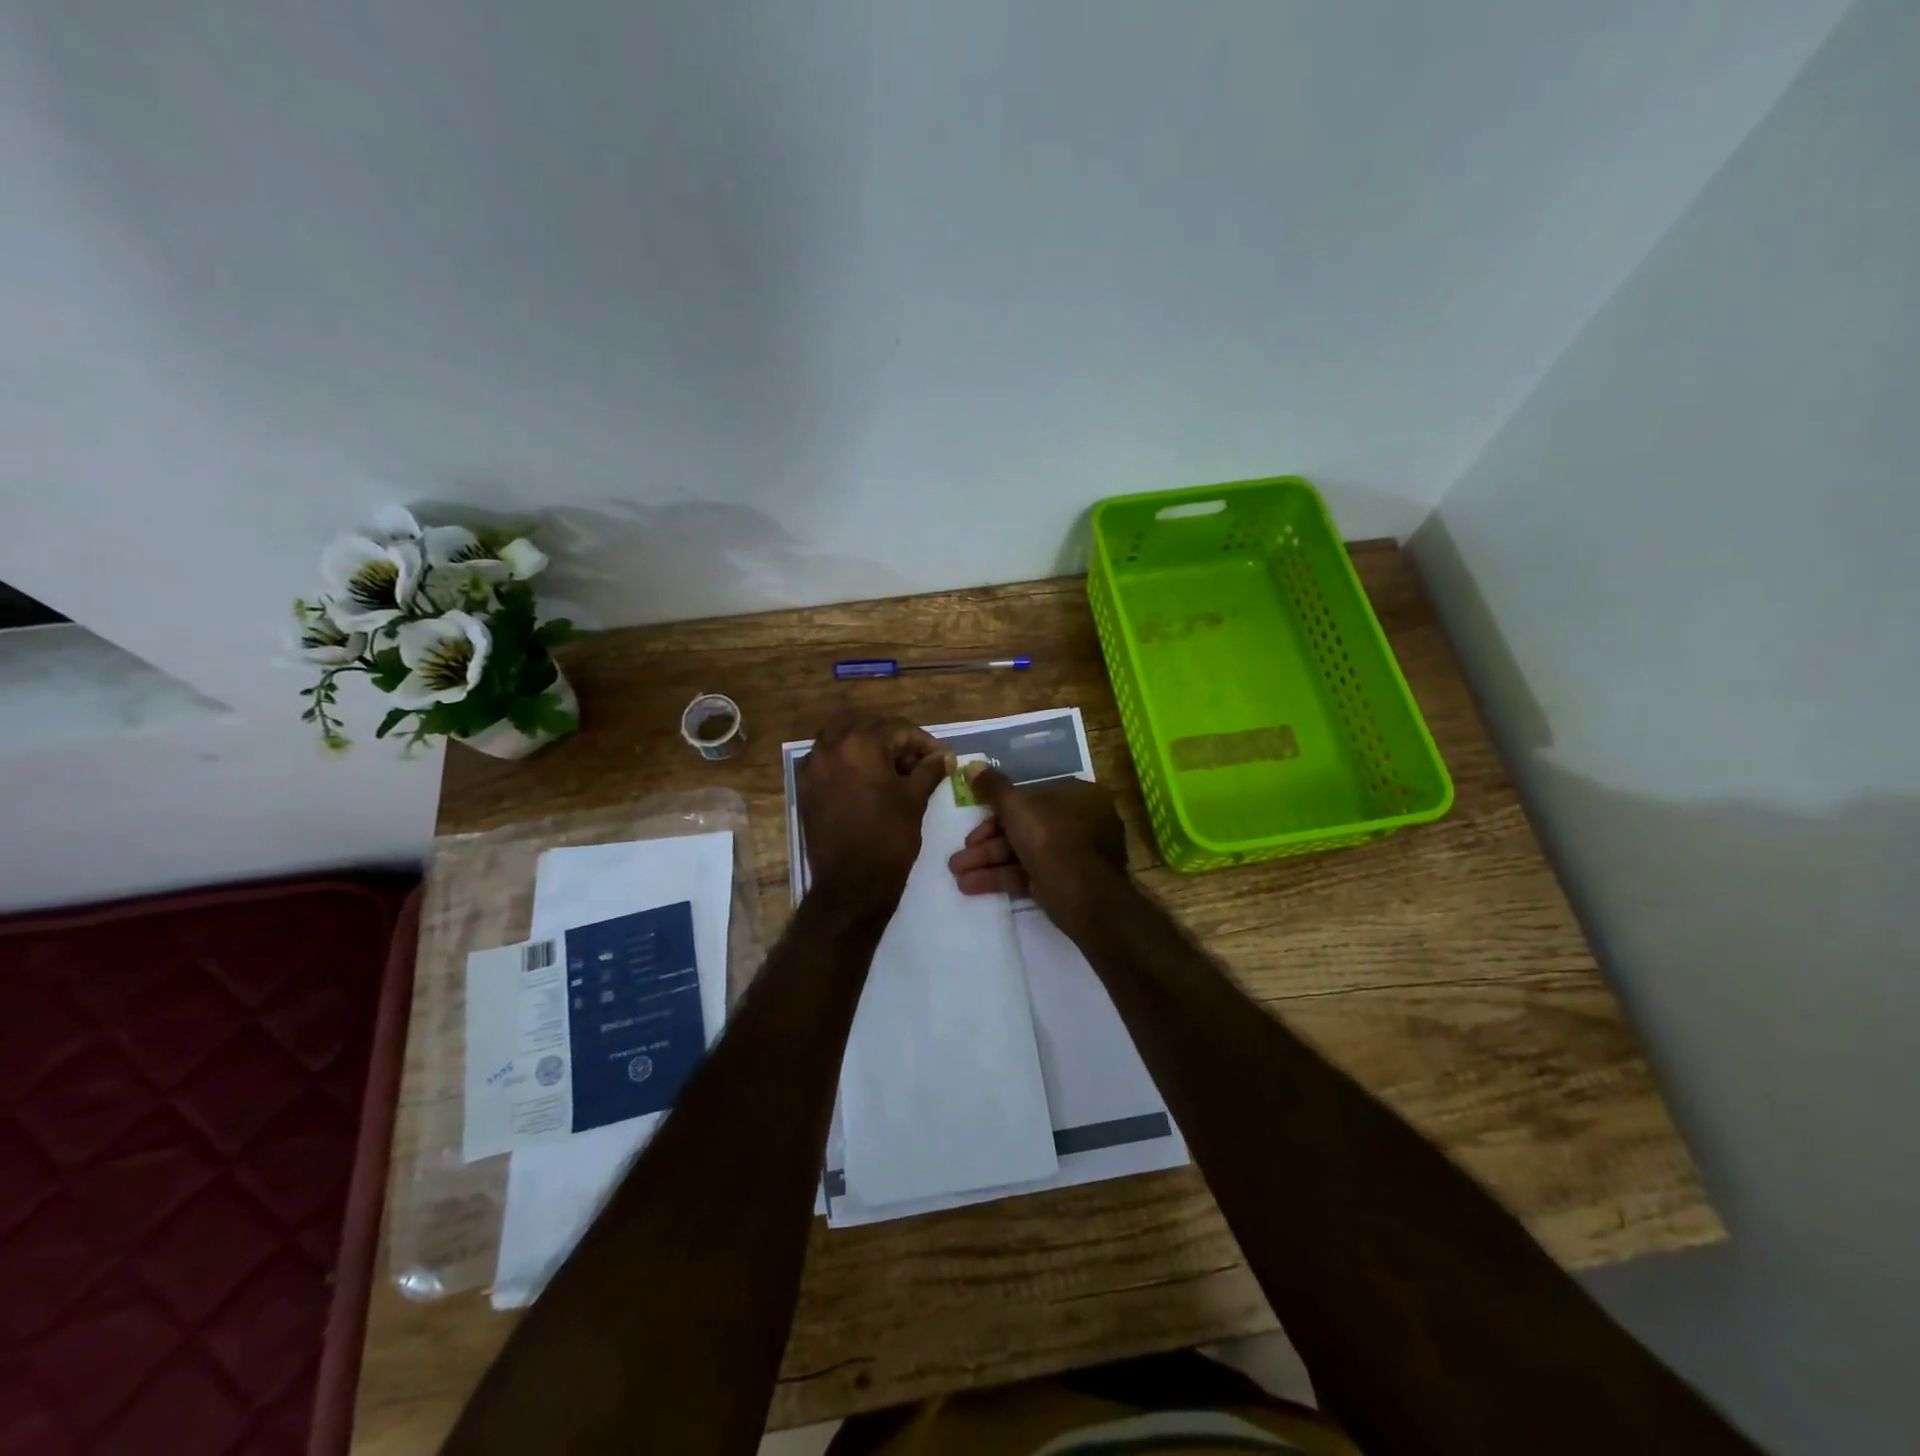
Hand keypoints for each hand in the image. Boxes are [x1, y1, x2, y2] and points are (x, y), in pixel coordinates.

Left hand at [798, 713, 949, 908]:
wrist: (851, 884)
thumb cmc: (889, 838)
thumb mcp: (914, 800)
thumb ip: (929, 770)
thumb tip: (945, 756)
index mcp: (860, 744)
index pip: (897, 729)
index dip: (923, 742)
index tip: (939, 758)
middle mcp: (830, 747)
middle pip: (867, 727)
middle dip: (894, 739)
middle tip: (915, 761)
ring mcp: (813, 767)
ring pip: (842, 738)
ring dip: (867, 745)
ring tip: (891, 768)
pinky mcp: (805, 787)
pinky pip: (827, 759)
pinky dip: (847, 760)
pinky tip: (866, 780)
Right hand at [946, 767, 1127, 923]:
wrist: (1084, 898)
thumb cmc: (1052, 839)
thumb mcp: (1016, 807)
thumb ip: (993, 788)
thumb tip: (972, 767)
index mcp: (1078, 796)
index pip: (1031, 796)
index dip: (997, 809)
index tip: (972, 820)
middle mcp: (1080, 822)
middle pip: (1024, 826)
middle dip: (986, 842)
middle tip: (959, 855)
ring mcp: (1074, 855)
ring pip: (1023, 852)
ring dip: (988, 861)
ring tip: (956, 872)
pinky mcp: (1065, 882)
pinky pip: (1029, 873)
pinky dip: (1002, 877)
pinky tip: (970, 886)